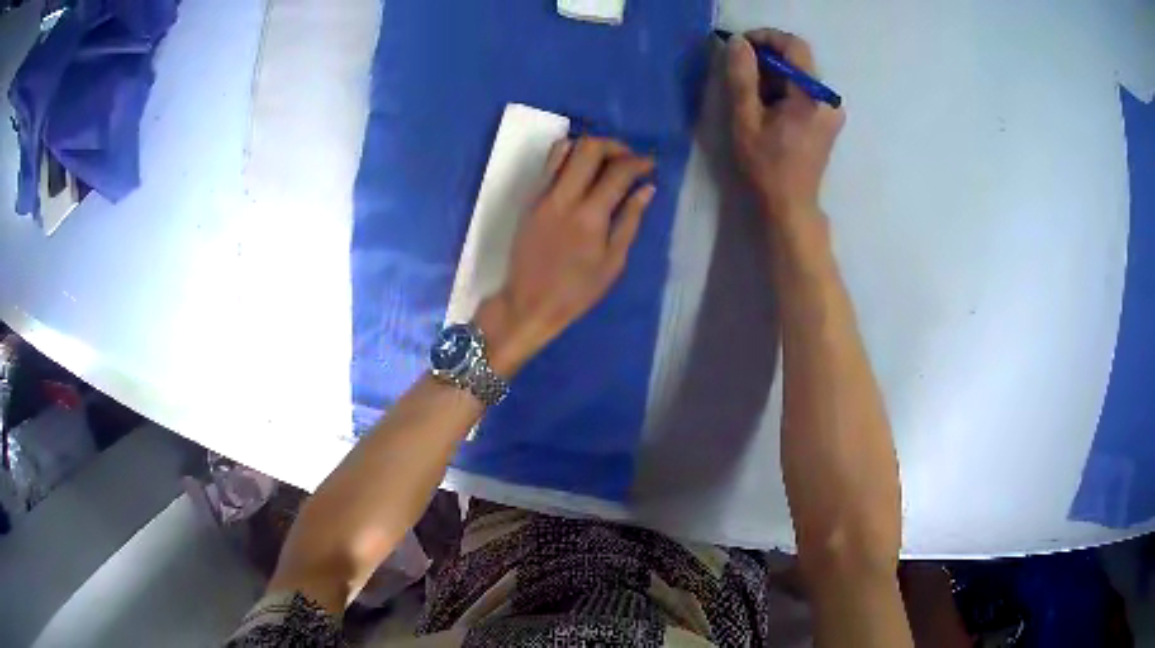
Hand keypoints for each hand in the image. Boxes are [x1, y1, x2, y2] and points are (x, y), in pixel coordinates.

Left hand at [477, 136, 655, 375]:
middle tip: (628, 159)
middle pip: (589, 148)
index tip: (650, 165)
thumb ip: (630, 220)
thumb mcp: (613, 262)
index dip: (639, 162)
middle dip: (615, 146)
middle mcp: (564, 197)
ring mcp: (543, 194)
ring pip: (565, 148)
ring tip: (605, 161)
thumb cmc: (577, 290)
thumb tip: (646, 189)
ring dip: (589, 147)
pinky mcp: (530, 198)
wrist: (528, 302)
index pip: (617, 171)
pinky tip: (583, 171)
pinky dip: (570, 157)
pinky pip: (550, 163)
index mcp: (590, 216)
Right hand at [726, 29, 844, 222]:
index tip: (741, 47)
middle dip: (767, 59)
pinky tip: (769, 109)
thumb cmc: (766, 167)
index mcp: (811, 97)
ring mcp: (832, 111)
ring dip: (774, 76)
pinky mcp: (829, 120)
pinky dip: (784, 90)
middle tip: (741, 74)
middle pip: (798, 60)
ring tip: (752, 97)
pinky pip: (805, 91)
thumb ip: (741, 77)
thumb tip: (738, 43)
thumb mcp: (745, 120)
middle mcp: (828, 99)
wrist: (791, 206)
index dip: (766, 38)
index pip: (794, 45)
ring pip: (800, 75)